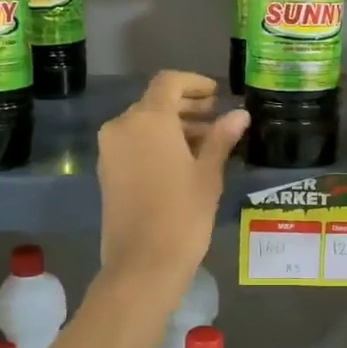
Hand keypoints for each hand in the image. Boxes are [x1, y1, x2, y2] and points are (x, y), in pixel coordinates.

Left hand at [98, 71, 247, 282]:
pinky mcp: (106, 171)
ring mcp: (110, 150)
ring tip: (207, 143)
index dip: (195, 83)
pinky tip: (183, 160)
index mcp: (148, 120)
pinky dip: (157, 142)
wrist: (143, 264)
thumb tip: (240, 114)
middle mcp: (122, 126)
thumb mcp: (208, 174)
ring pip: (143, 123)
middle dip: (186, 107)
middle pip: (155, 102)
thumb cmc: (182, 214)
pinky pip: (133, 143)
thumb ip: (222, 138)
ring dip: (173, 126)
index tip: (217, 95)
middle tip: (217, 118)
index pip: (169, 83)